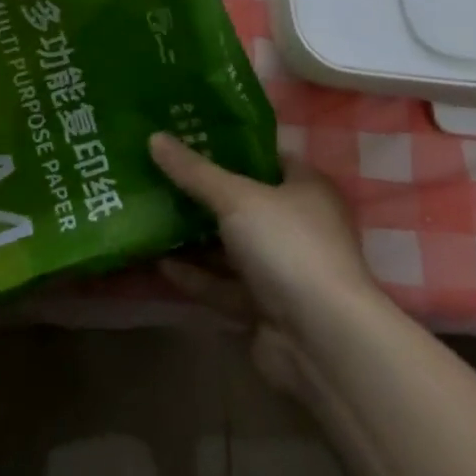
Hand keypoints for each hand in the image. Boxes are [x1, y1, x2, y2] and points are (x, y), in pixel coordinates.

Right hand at [150, 133, 383, 397]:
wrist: (322, 339)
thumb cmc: (288, 245)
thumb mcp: (237, 198)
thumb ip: (195, 172)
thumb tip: (155, 136)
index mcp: (306, 188)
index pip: (266, 158)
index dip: (230, 148)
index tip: (189, 139)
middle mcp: (298, 225)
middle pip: (245, 203)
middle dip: (205, 195)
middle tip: (161, 177)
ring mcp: (283, 270)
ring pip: (232, 248)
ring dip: (196, 238)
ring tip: (153, 218)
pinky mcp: (266, 309)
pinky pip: (225, 286)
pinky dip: (198, 277)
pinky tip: (161, 264)